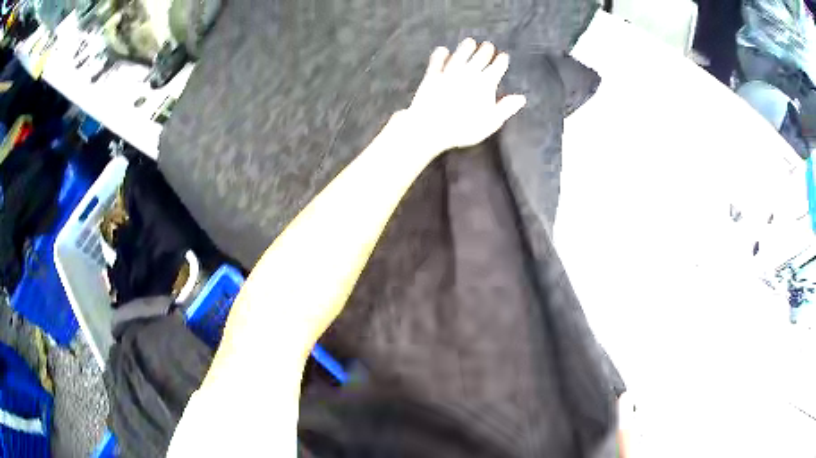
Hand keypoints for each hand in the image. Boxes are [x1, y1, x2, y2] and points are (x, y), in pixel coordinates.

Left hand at [399, 38, 526, 154]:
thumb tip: (521, 98)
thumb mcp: (491, 122)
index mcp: (486, 83)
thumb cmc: (464, 128)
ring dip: (466, 47)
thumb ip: (506, 108)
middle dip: (486, 50)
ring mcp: (450, 72)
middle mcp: (469, 73)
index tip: (503, 57)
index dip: (501, 61)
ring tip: (470, 42)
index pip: (497, 67)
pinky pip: (437, 60)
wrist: (431, 126)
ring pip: (460, 54)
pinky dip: (441, 54)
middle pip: (480, 57)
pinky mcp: (432, 75)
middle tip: (489, 46)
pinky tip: (443, 50)